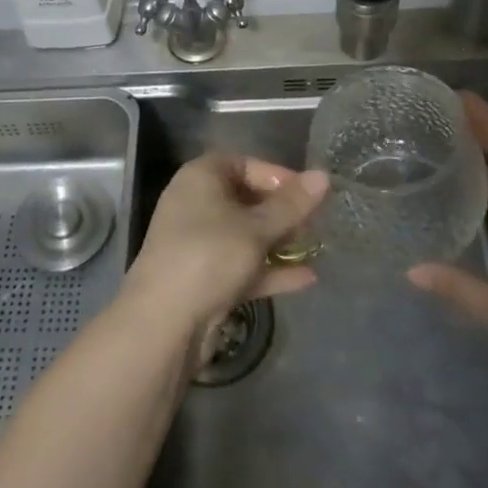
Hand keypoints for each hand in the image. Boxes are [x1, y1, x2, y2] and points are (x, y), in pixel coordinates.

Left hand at [123, 153, 327, 339]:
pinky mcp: (204, 279)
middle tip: (314, 223)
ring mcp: (199, 244)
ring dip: (279, 242)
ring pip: (246, 235)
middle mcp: (196, 205)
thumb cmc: (210, 256)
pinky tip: (307, 279)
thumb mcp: (257, 228)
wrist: (164, 323)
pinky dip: (270, 271)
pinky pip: (242, 266)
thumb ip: (292, 205)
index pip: (243, 164)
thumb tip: (323, 176)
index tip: (306, 193)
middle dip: (282, 212)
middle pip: (246, 200)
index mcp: (200, 179)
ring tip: (316, 249)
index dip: (276, 175)